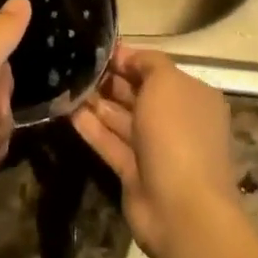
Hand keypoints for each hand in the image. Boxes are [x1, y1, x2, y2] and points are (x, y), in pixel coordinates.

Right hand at [73, 45, 240, 257]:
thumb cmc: (177, 133)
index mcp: (191, 96)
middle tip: (74, 64)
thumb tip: (127, 56)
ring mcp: (154, 148)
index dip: (127, 58)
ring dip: (95, 101)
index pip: (155, 69)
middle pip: (137, 93)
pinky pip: (109, 142)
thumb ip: (147, 62)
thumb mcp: (167, 83)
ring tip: (65, 83)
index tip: (95, 48)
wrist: (181, 208)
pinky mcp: (133, 172)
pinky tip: (66, 111)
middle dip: (109, 79)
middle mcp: (175, 120)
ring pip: (121, 118)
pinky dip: (90, 127)